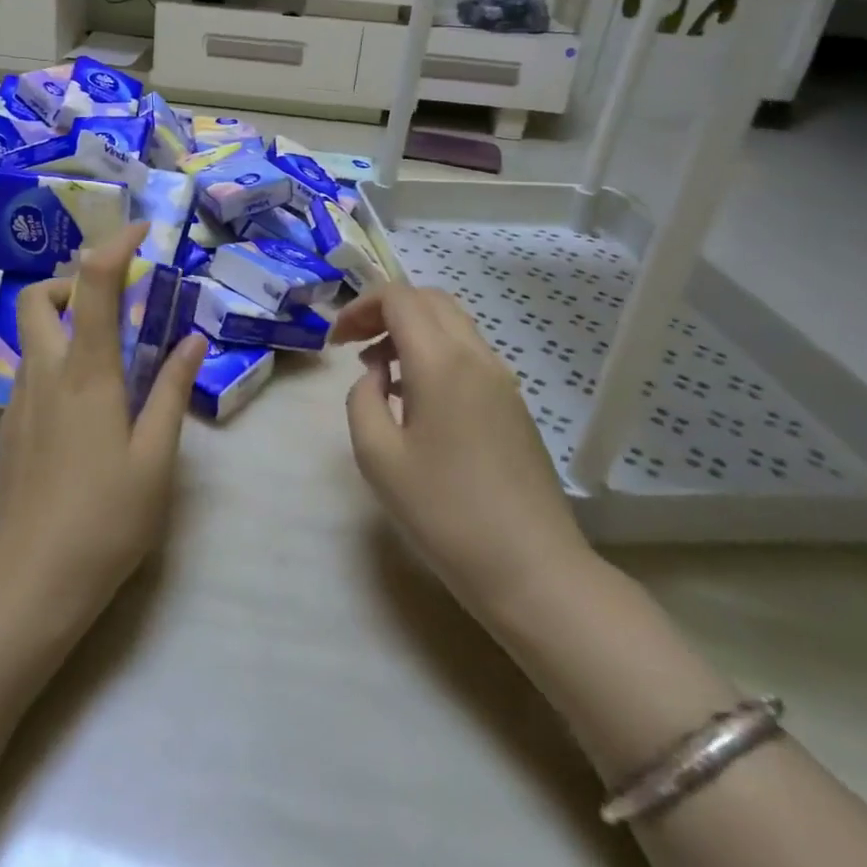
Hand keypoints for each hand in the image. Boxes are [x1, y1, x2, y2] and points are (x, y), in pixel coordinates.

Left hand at [0, 223, 206, 628]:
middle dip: (72, 282)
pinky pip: (28, 372)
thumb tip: (192, 340)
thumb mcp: (156, 457)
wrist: (28, 583)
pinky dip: (54, 360)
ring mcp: (18, 401)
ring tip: (105, 356)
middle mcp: (44, 374)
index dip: (116, 245)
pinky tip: (83, 406)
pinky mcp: (8, 428)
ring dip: (62, 322)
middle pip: (38, 297)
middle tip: (112, 304)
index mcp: (86, 373)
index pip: (93, 284)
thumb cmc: (105, 519)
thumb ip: (172, 391)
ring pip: (29, 335)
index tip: (142, 231)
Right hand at [331, 284, 595, 619]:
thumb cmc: (445, 513)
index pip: (399, 297)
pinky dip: (434, 352)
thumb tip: (376, 375)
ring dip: (410, 330)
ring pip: (452, 323)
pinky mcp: (513, 403)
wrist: (532, 568)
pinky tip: (415, 397)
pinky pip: (468, 353)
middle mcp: (477, 356)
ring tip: (379, 371)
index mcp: (442, 362)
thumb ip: (362, 399)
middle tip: (353, 345)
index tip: (335, 342)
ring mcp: (502, 379)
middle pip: (429, 299)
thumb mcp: (378, 457)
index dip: (360, 307)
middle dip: (384, 310)